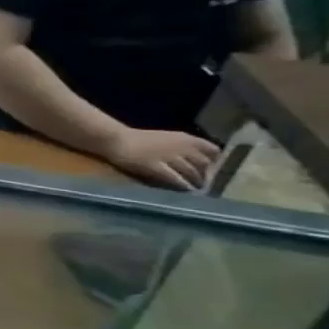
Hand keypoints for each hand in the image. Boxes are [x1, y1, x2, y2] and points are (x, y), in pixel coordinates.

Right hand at [104, 127, 219, 189]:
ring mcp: (169, 158)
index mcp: (186, 138)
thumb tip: (195, 159)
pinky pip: (174, 178)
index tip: (210, 167)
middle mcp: (182, 147)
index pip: (213, 150)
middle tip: (201, 183)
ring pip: (191, 172)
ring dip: (195, 182)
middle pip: (204, 164)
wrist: (114, 139)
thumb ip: (182, 147)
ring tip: (194, 189)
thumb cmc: (138, 139)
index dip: (214, 160)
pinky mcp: (155, 167)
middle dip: (204, 174)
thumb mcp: (166, 138)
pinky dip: (182, 185)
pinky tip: (184, 191)